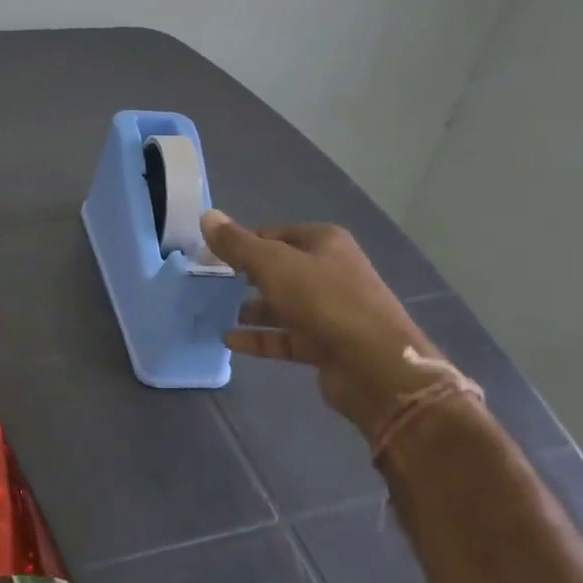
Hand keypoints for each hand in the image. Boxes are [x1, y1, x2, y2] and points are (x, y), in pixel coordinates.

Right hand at [201, 210, 437, 435]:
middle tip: (211, 283)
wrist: (376, 367)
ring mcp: (331, 311)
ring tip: (216, 312)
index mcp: (324, 243)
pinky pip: (286, 337)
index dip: (243, 241)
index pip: (274, 233)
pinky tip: (230, 341)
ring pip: (283, 305)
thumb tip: (207, 215)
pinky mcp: (326, 345)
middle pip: (279, 269)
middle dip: (246, 275)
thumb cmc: (324, 301)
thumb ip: (238, 244)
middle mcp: (331, 271)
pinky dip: (260, 338)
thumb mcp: (274, 265)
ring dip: (252, 309)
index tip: (211, 255)